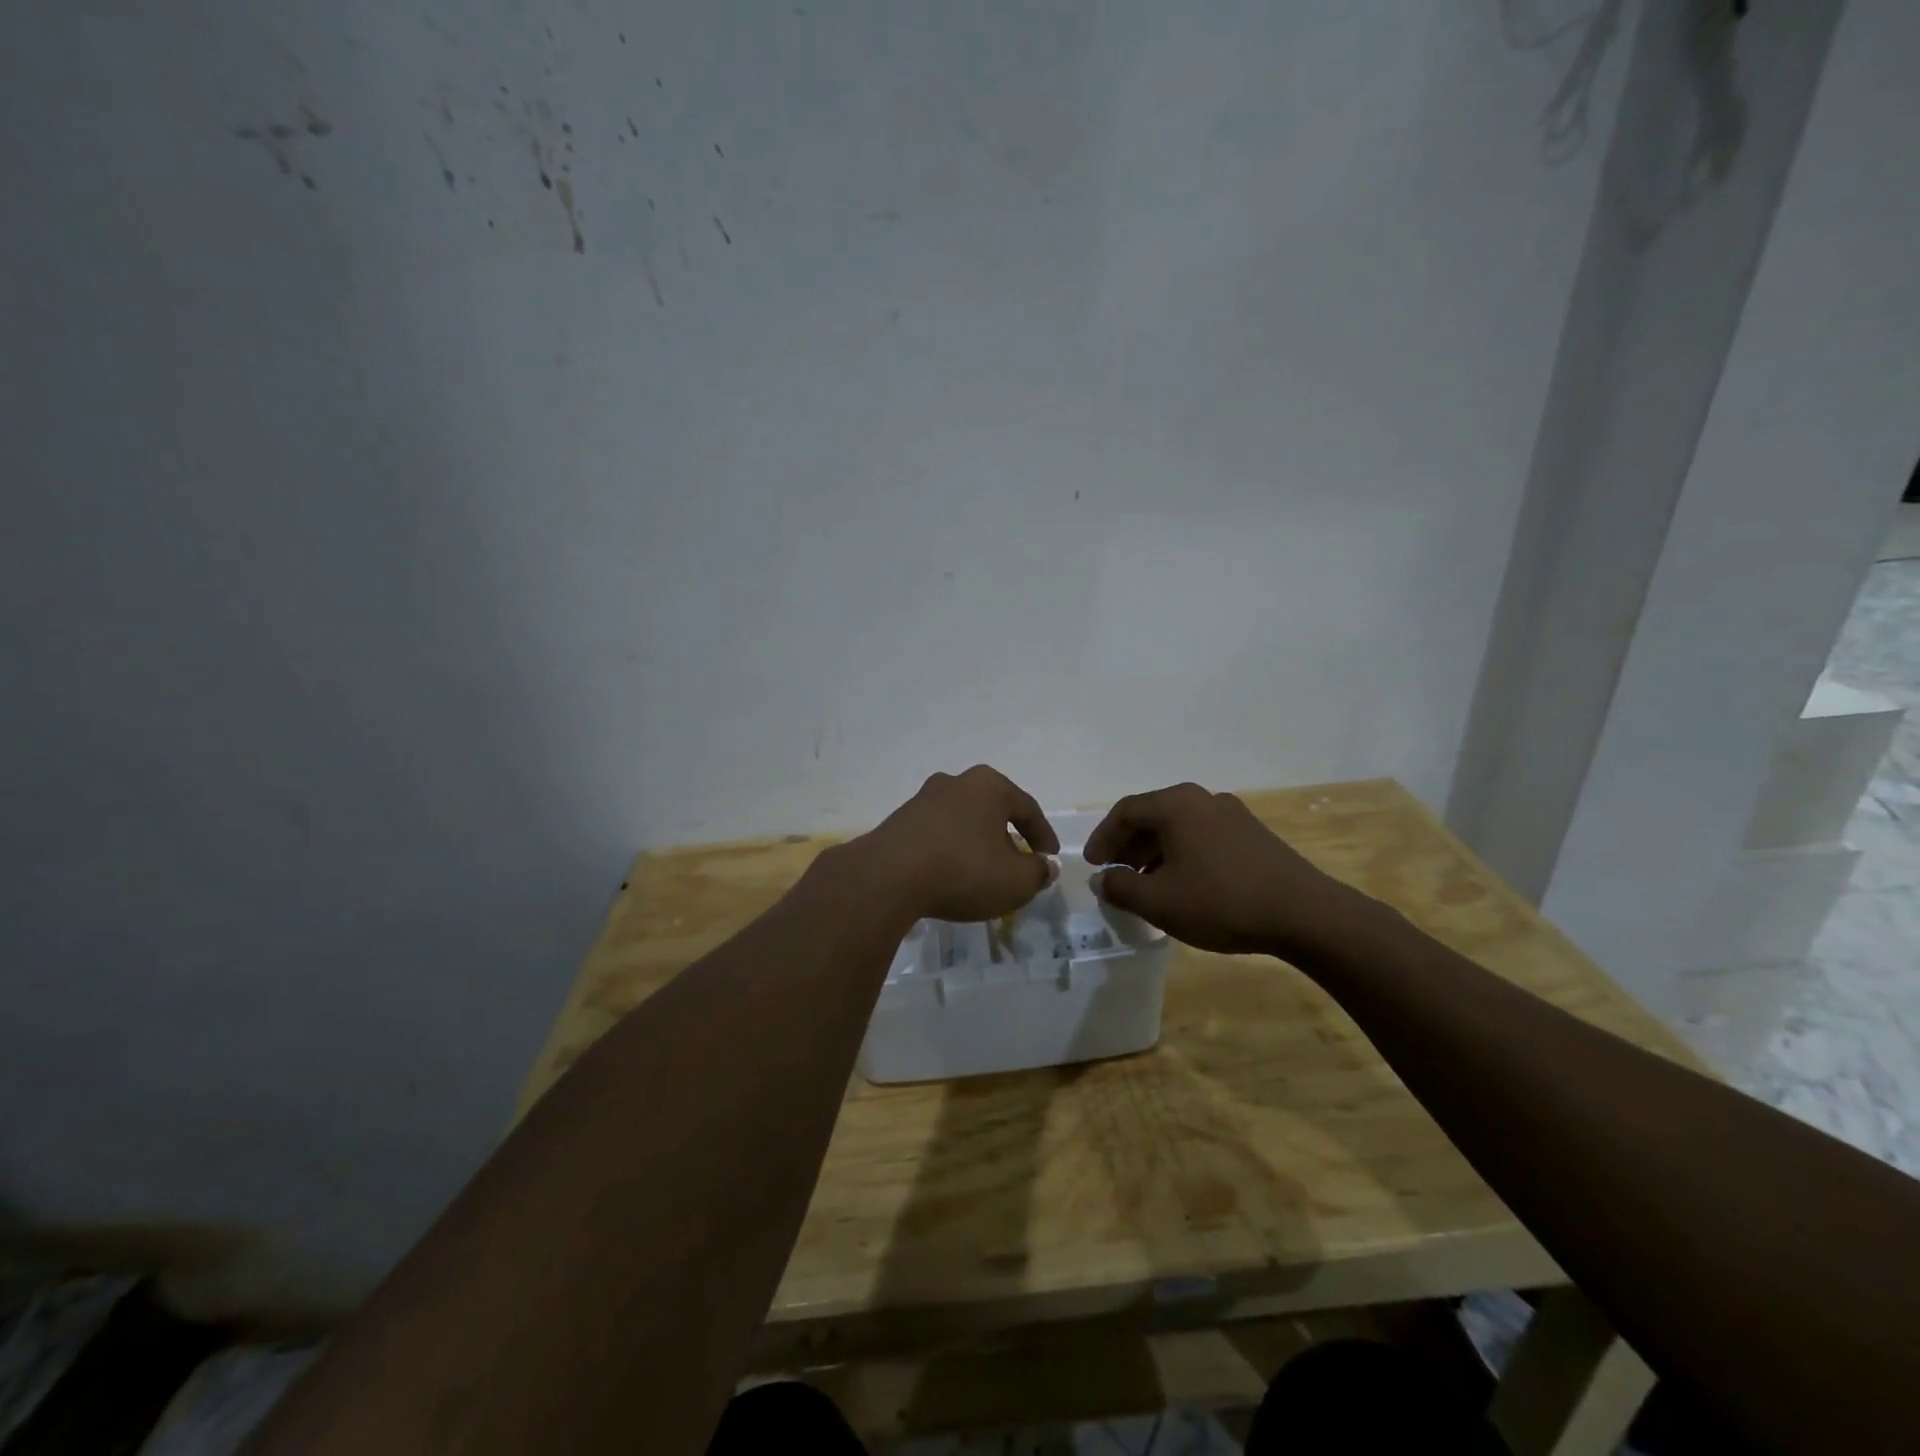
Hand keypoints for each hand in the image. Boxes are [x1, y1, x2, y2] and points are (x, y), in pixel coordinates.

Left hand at [853, 765, 1060, 922]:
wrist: (888, 877)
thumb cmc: (963, 870)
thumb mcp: (1015, 881)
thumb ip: (1037, 872)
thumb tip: (1044, 866)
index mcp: (989, 786)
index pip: (1027, 808)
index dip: (1043, 836)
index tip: (1049, 857)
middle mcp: (955, 782)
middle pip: (992, 810)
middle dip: (1007, 836)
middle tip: (1017, 863)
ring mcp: (923, 799)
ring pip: (962, 820)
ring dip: (976, 843)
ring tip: (983, 872)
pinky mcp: (899, 821)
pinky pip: (936, 834)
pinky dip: (950, 851)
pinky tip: (950, 874)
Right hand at [1086, 782, 1378, 957]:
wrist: (1304, 914)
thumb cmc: (1221, 901)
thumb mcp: (1159, 901)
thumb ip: (1121, 887)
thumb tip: (1103, 878)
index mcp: (1176, 805)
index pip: (1125, 812)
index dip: (1103, 838)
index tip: (1092, 865)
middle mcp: (1203, 799)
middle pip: (1153, 815)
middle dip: (1128, 845)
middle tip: (1115, 873)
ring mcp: (1232, 815)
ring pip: (1179, 827)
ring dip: (1155, 852)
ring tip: (1146, 884)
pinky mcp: (1253, 835)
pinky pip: (1203, 837)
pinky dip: (1182, 855)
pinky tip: (1184, 885)